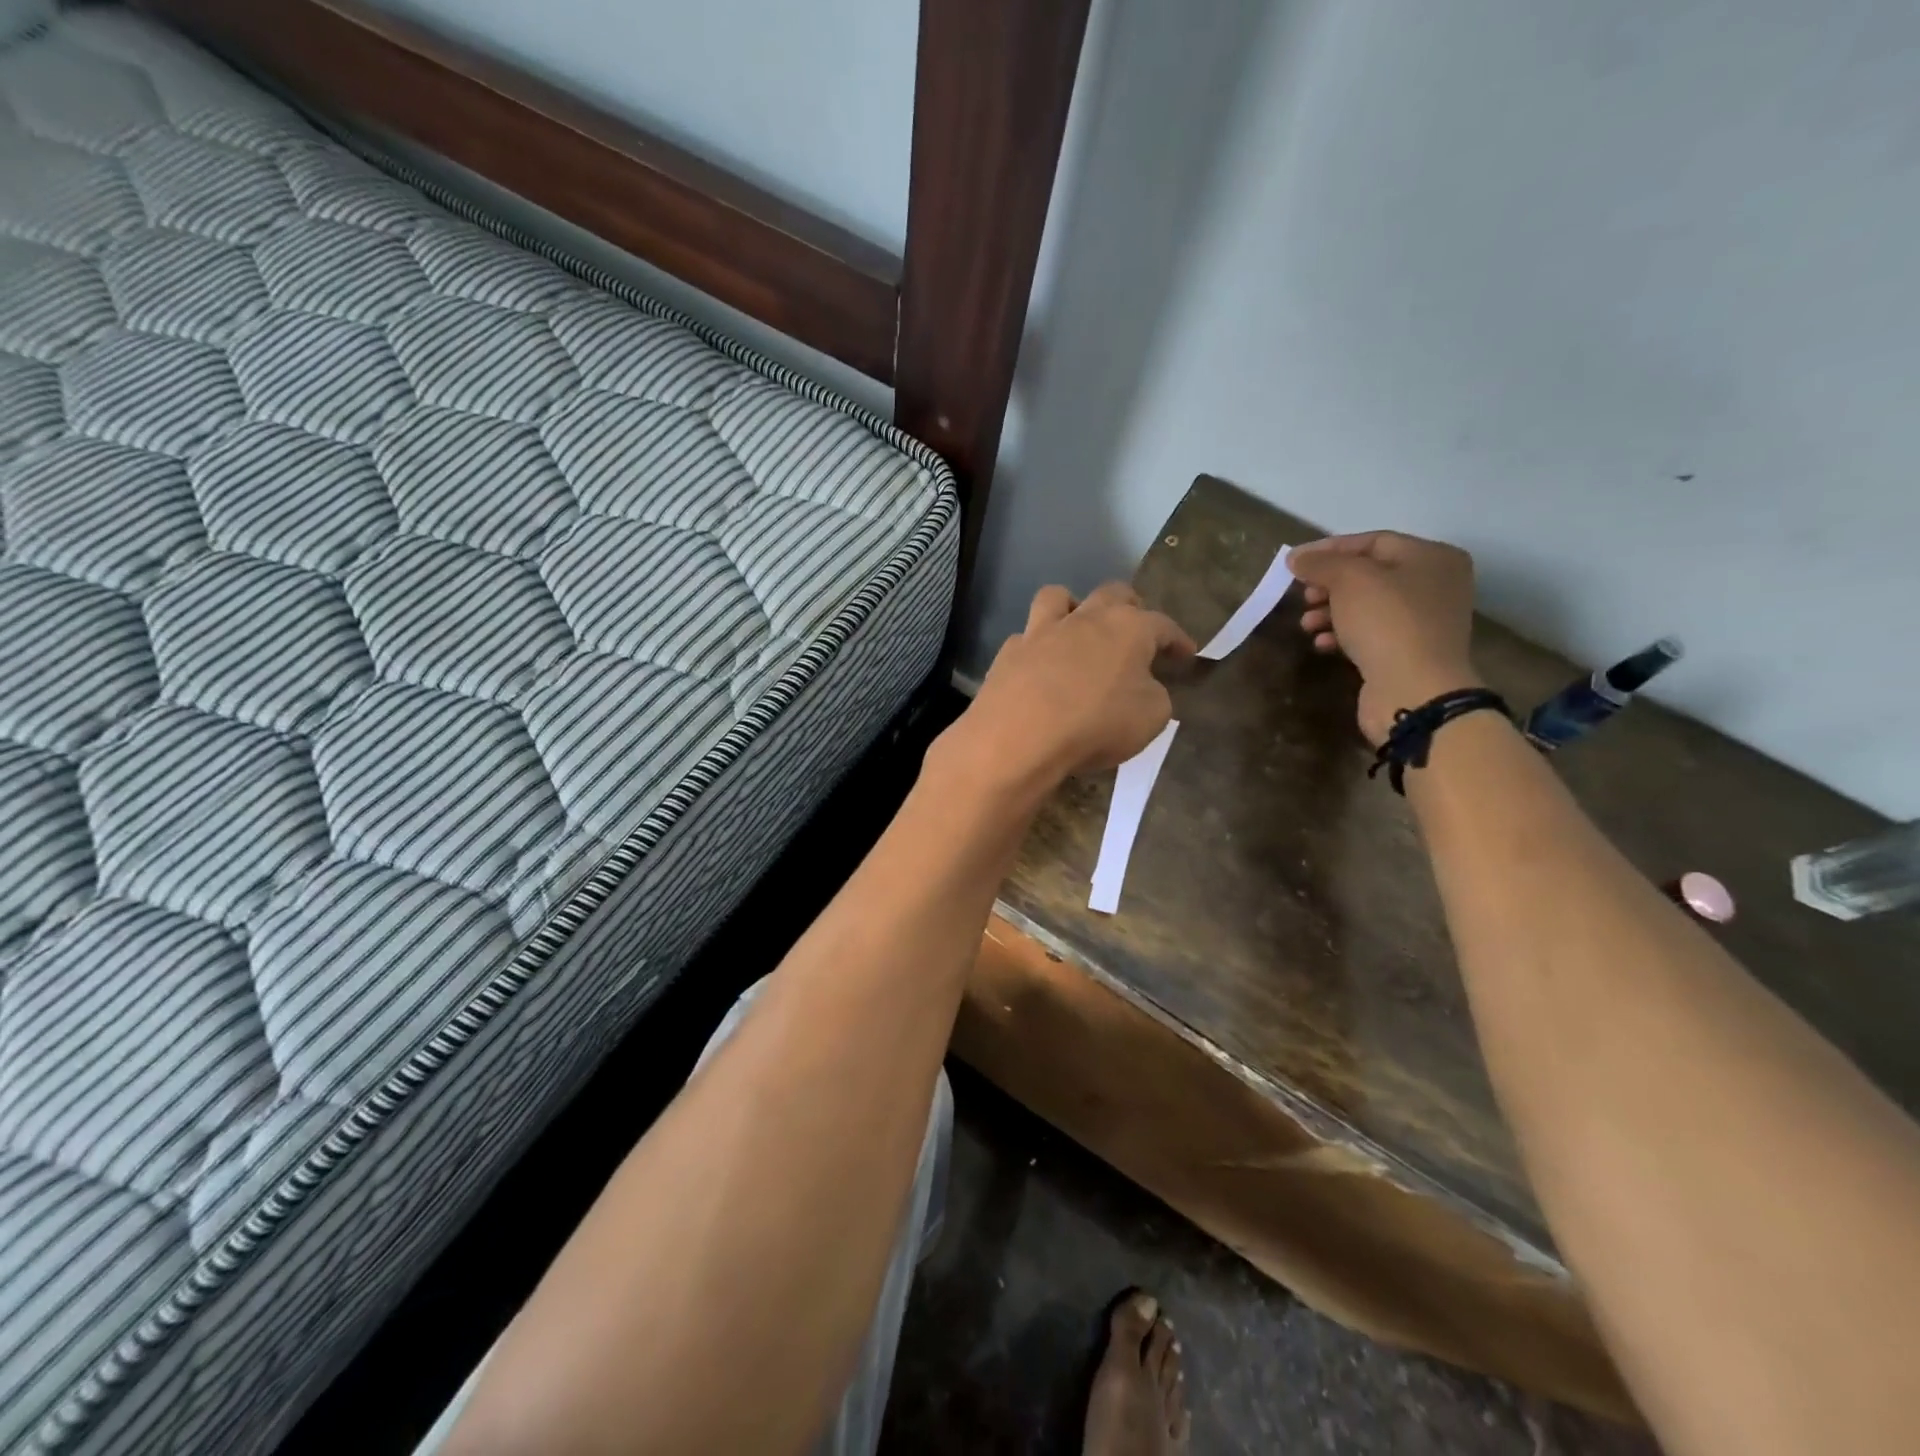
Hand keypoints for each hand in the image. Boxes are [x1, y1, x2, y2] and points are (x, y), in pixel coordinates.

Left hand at [941, 583, 1195, 797]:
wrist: (1019, 737)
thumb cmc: (1096, 724)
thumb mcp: (1151, 718)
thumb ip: (1154, 695)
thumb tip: (1144, 687)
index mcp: (1128, 628)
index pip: (1163, 625)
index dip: (1178, 639)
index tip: (1187, 654)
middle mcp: (1085, 618)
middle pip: (1112, 594)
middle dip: (1130, 606)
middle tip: (1137, 628)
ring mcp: (1041, 631)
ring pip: (1058, 597)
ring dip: (1073, 607)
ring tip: (1079, 628)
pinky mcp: (1008, 653)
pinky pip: (1026, 637)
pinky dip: (1037, 647)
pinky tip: (1040, 666)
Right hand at [1289, 532, 1480, 745]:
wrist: (1414, 689)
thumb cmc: (1386, 622)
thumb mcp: (1349, 580)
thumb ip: (1321, 564)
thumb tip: (1296, 558)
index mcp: (1431, 557)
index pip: (1372, 541)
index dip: (1329, 549)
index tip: (1294, 563)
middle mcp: (1434, 584)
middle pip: (1369, 574)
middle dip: (1329, 584)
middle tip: (1303, 596)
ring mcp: (1424, 620)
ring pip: (1366, 606)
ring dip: (1330, 611)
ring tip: (1306, 624)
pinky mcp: (1409, 651)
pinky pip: (1371, 633)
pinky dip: (1344, 634)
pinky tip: (1323, 643)